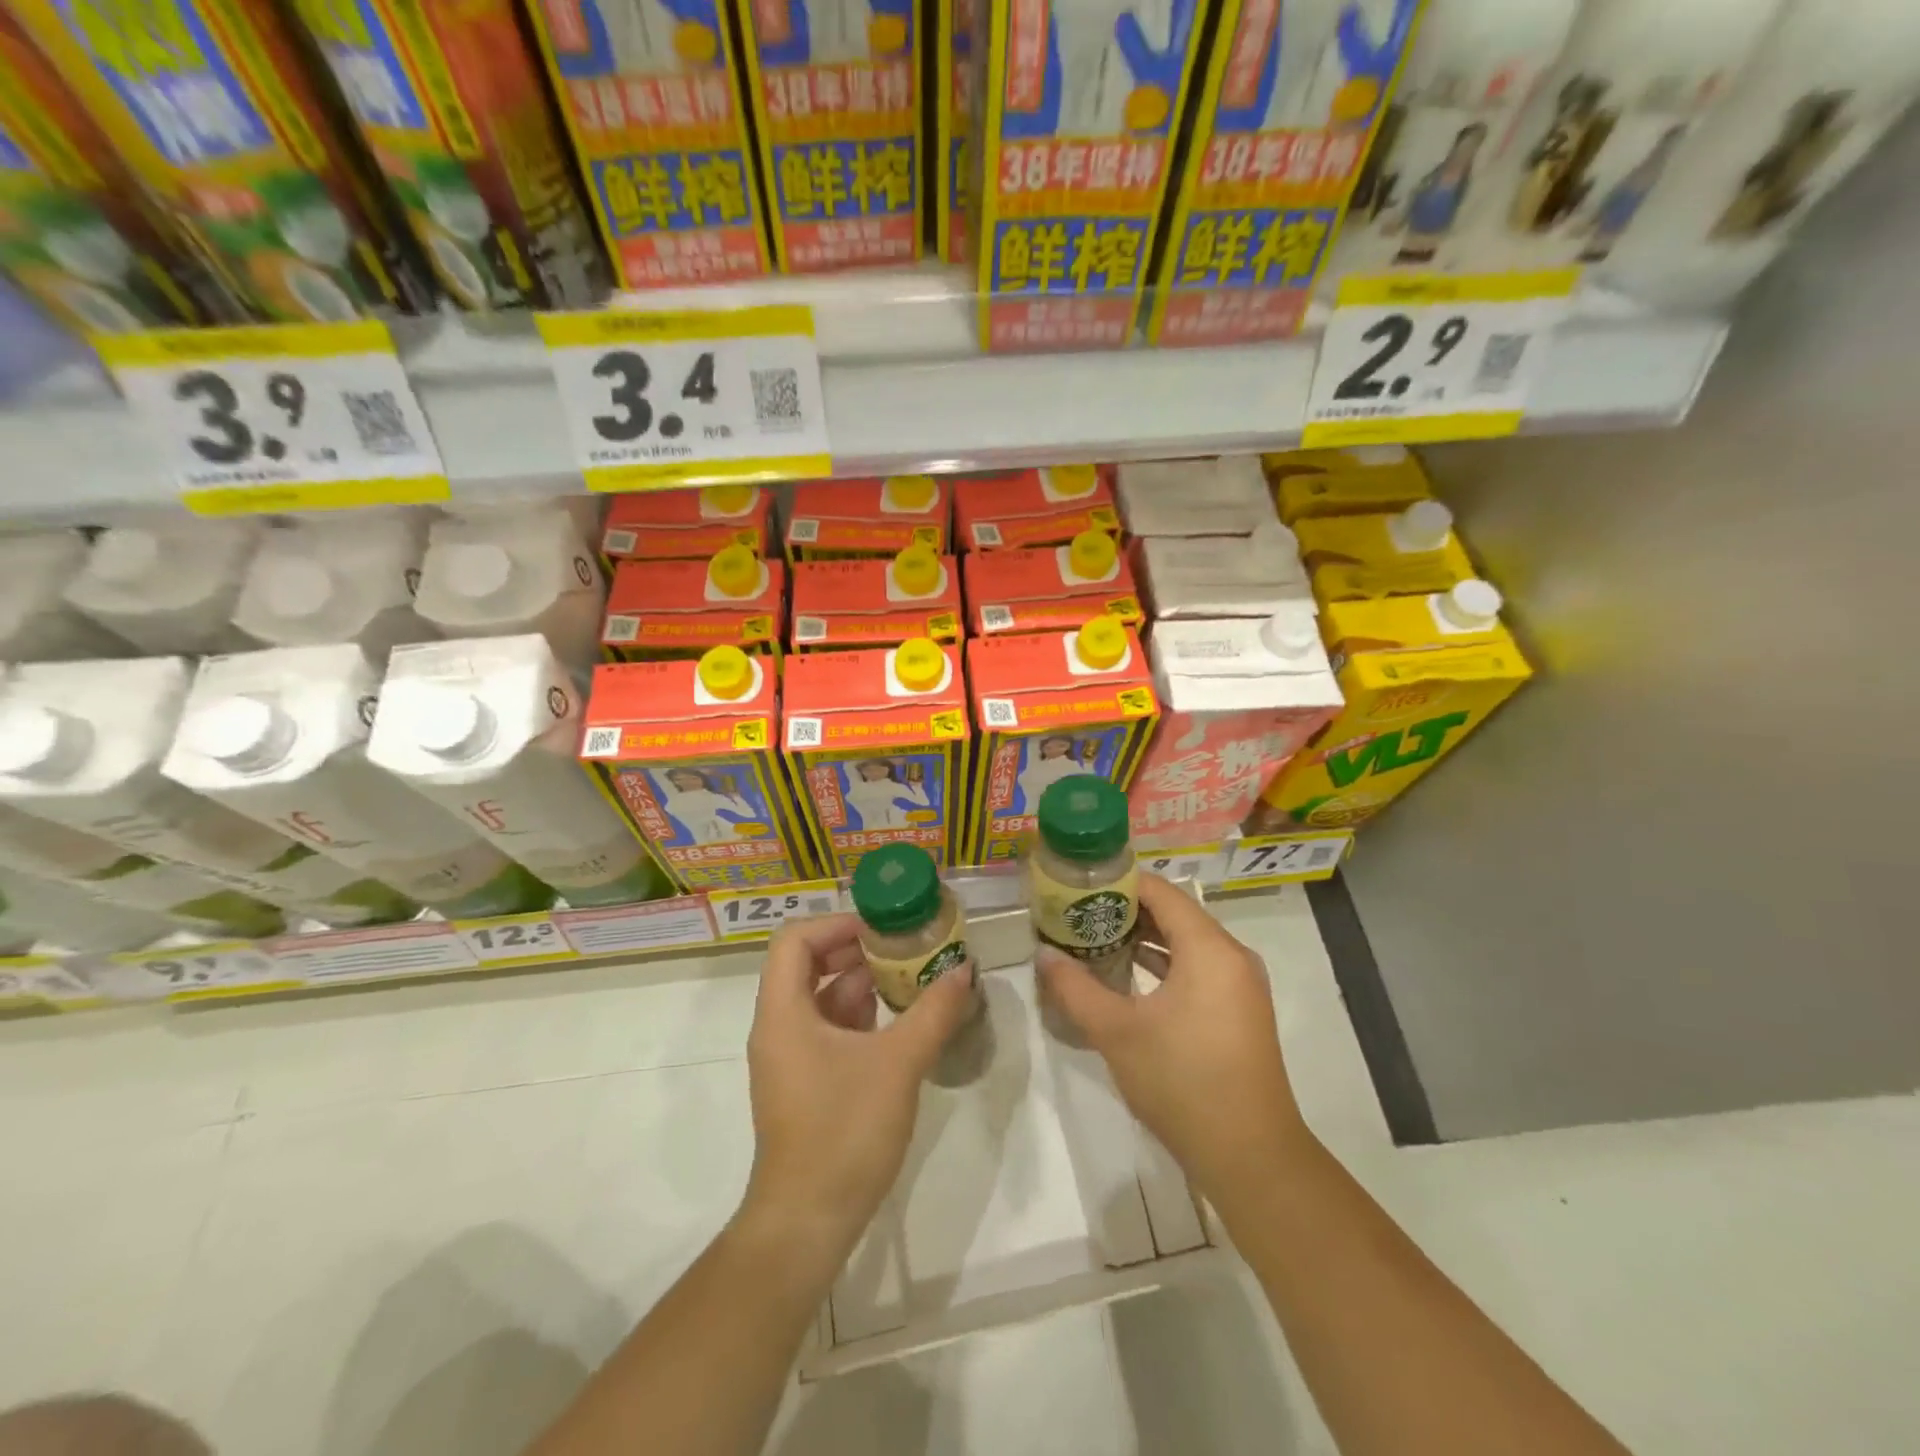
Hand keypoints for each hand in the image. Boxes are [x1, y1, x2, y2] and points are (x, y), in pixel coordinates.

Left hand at [739, 914, 975, 1261]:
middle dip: (857, 950)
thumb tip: (963, 971)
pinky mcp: (804, 1082)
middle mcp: (778, 1026)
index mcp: (784, 1012)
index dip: (836, 924)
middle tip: (904, 947)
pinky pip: (828, 1029)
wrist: (807, 1222)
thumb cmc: (844, 1131)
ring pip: (821, 998)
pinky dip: (860, 1017)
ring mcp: (790, 1057)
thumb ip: (933, 1011)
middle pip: (808, 964)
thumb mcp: (898, 1064)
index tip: (881, 928)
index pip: (795, 940)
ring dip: (863, 983)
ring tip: (911, 978)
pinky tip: (900, 1022)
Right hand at [1037, 874, 1313, 1210]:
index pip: (1160, 891)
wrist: (1251, 1158)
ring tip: (1094, 938)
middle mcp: (1231, 956)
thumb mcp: (1117, 1032)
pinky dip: (1164, 963)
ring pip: (1186, 942)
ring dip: (1143, 938)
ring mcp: (1240, 985)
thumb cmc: (1182, 1083)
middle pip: (1174, 913)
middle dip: (1125, 910)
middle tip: (1078, 914)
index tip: (1077, 887)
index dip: (1118, 883)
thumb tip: (1043, 954)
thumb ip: (1075, 988)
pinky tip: (1128, 974)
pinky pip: (1198, 967)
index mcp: (1209, 949)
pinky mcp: (1239, 1010)